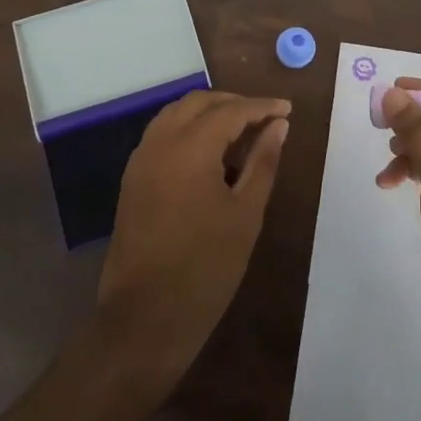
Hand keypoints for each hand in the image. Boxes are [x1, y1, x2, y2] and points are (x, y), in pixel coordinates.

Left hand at [97, 91, 290, 378]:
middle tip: (267, 118)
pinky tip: (211, 152)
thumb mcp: (246, 213)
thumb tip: (279, 125)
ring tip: (242, 132)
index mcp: (189, 149)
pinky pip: (162, 135)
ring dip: (209, 113)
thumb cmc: (206, 268)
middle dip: (234, 103)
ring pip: (175, 114)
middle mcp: (159, 143)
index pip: (230, 111)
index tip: (288, 109)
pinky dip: (188, 129)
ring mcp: (140, 160)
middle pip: (198, 103)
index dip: (261, 107)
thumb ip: (263, 162)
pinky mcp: (132, 179)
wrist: (145, 317)